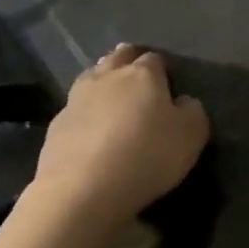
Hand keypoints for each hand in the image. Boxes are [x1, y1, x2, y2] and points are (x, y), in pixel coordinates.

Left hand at [25, 45, 208, 227]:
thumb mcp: (192, 135)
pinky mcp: (56, 125)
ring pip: (92, 77)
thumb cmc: (147, 155)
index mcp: (143, 75)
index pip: (154, 59)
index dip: (162, 68)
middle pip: (118, 58)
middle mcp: (108, 78)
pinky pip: (75, 108)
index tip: (168, 82)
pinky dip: (85, 113)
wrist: (83, 189)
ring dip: (103, 82)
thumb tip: (183, 102)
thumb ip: (192, 111)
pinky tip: (91, 129)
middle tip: (137, 75)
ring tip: (112, 96)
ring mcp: (76, 99)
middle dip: (128, 61)